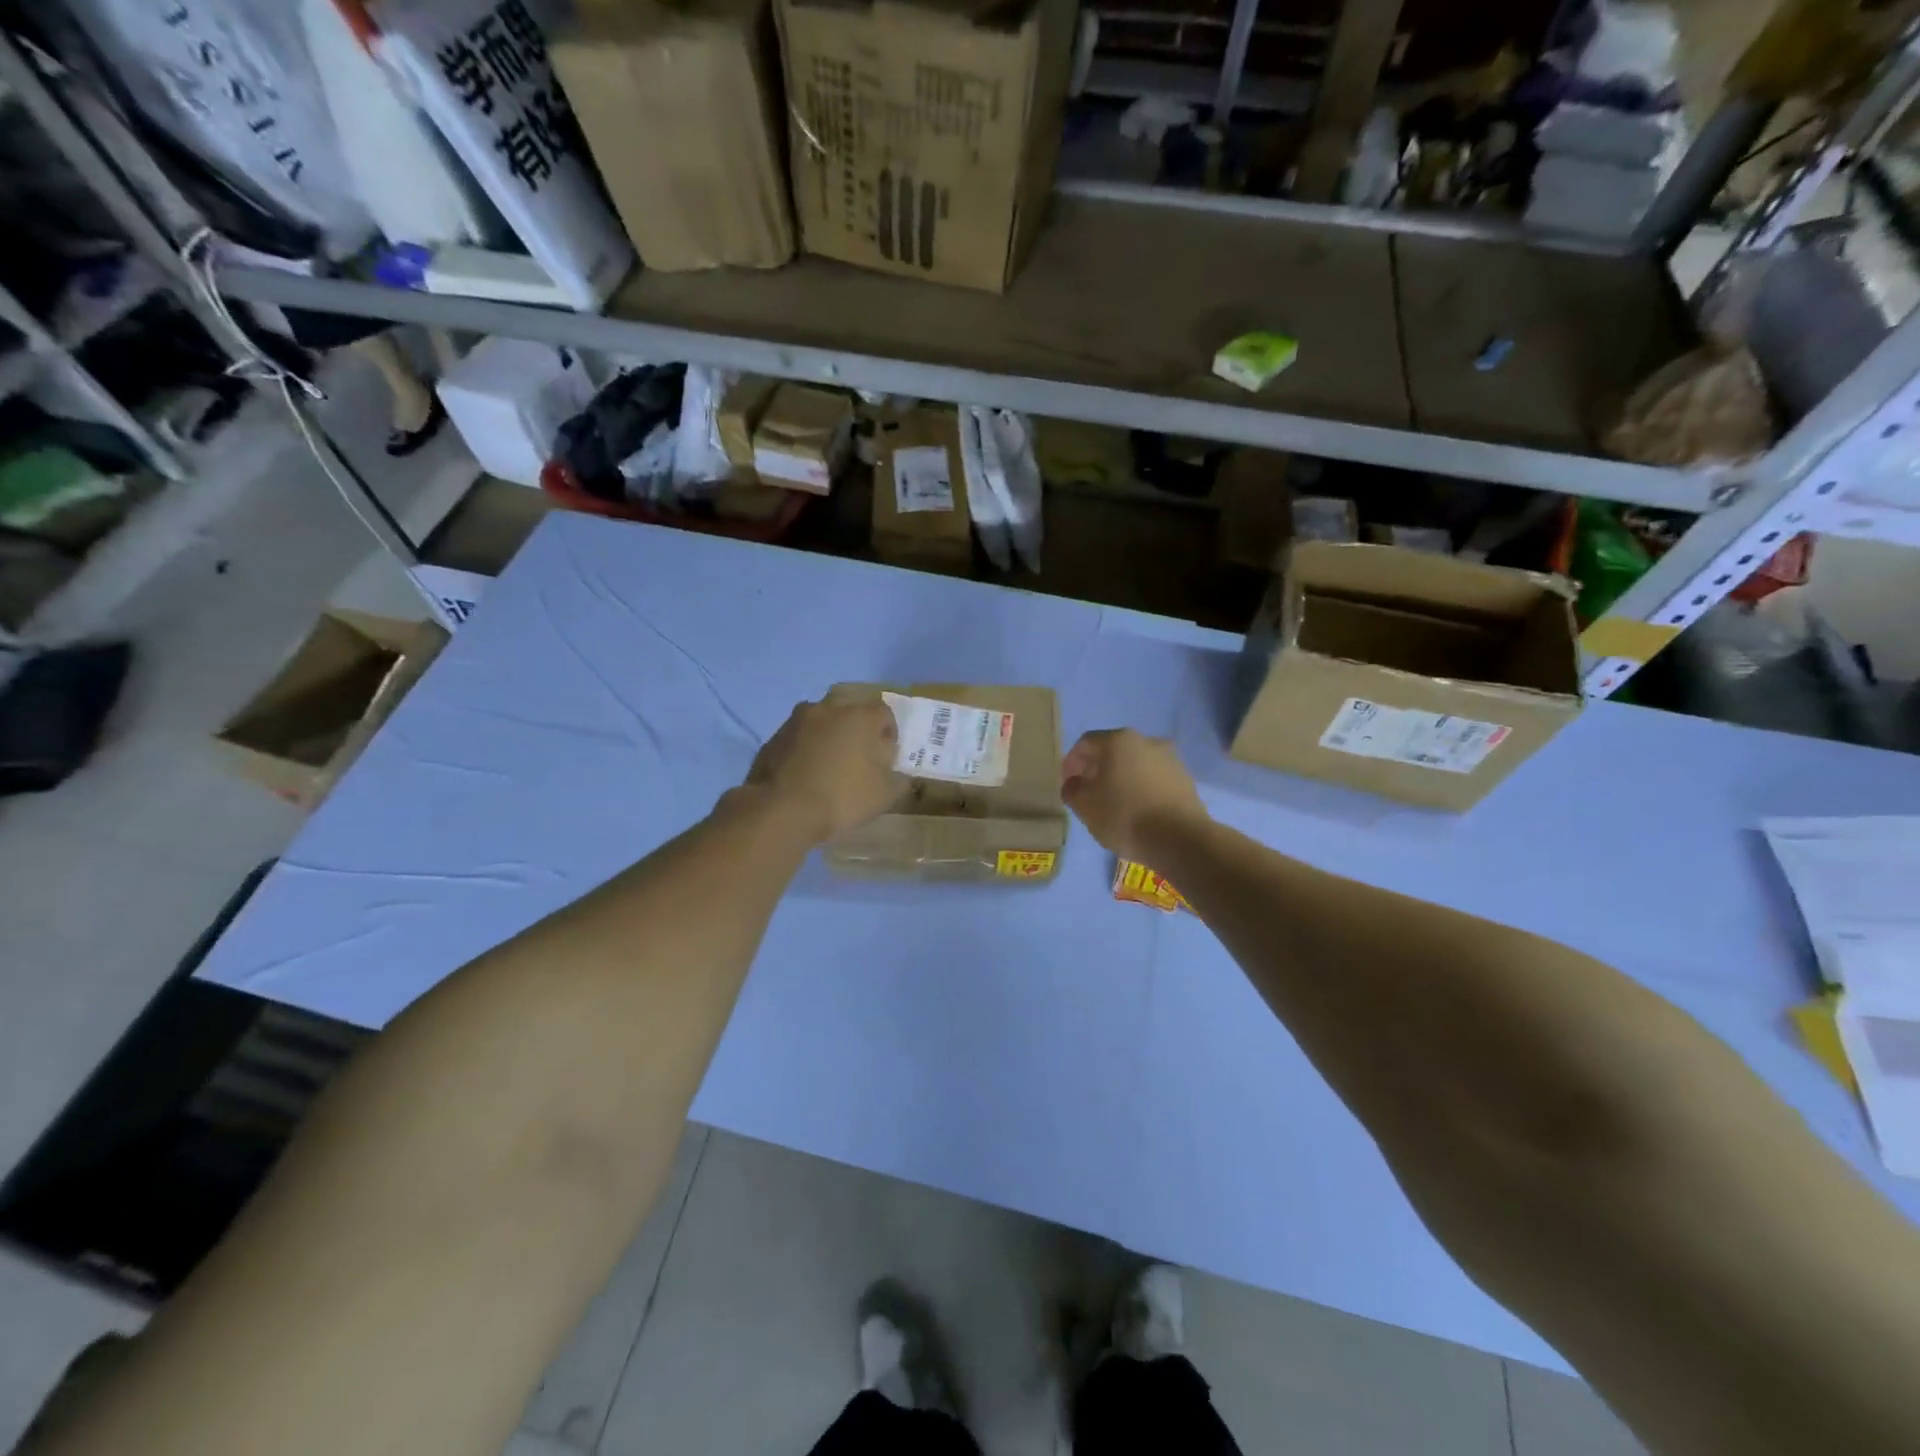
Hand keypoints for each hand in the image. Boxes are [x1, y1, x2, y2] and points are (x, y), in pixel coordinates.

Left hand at [743, 698, 904, 844]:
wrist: (780, 811)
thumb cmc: (841, 797)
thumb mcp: (884, 795)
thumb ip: (898, 779)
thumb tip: (898, 774)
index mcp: (859, 716)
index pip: (884, 713)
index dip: (889, 734)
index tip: (886, 758)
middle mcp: (827, 709)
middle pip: (850, 715)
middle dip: (857, 734)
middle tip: (859, 762)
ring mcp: (795, 722)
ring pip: (821, 725)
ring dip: (828, 740)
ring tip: (828, 771)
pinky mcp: (773, 739)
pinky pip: (798, 740)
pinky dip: (805, 752)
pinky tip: (805, 778)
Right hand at [1061, 729, 1207, 862]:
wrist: (1180, 839)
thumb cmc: (1124, 816)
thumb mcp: (1084, 805)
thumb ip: (1072, 789)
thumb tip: (1075, 783)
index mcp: (1118, 740)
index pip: (1085, 743)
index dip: (1072, 762)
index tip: (1068, 783)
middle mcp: (1146, 740)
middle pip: (1113, 750)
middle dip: (1097, 769)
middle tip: (1088, 792)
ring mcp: (1170, 758)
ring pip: (1135, 764)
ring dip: (1121, 778)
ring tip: (1114, 803)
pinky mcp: (1185, 779)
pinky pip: (1154, 778)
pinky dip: (1141, 788)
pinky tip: (1137, 810)